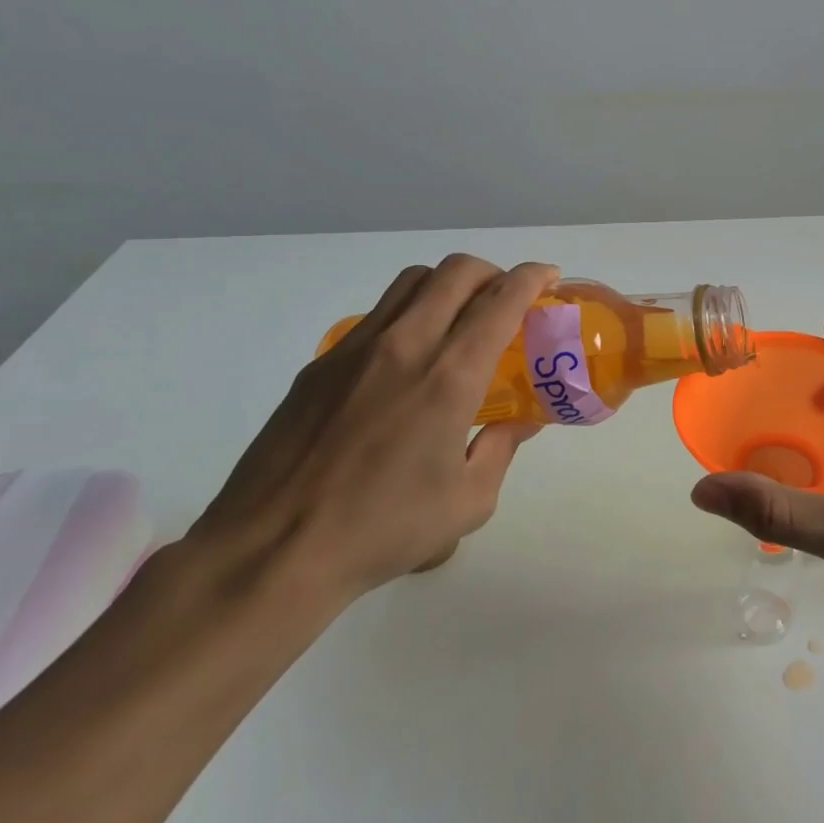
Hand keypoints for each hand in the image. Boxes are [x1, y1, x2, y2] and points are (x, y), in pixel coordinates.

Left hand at [188, 255, 558, 611]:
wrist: (273, 550)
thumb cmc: (383, 529)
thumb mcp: (468, 502)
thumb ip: (501, 450)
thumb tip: (521, 424)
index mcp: (449, 376)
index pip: (500, 300)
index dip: (533, 278)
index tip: (550, 278)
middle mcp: (405, 345)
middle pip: (455, 272)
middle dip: (493, 272)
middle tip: (507, 298)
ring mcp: (356, 349)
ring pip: (411, 282)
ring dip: (448, 285)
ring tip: (460, 318)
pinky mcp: (320, 365)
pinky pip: (376, 316)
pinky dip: (408, 315)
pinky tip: (407, 362)